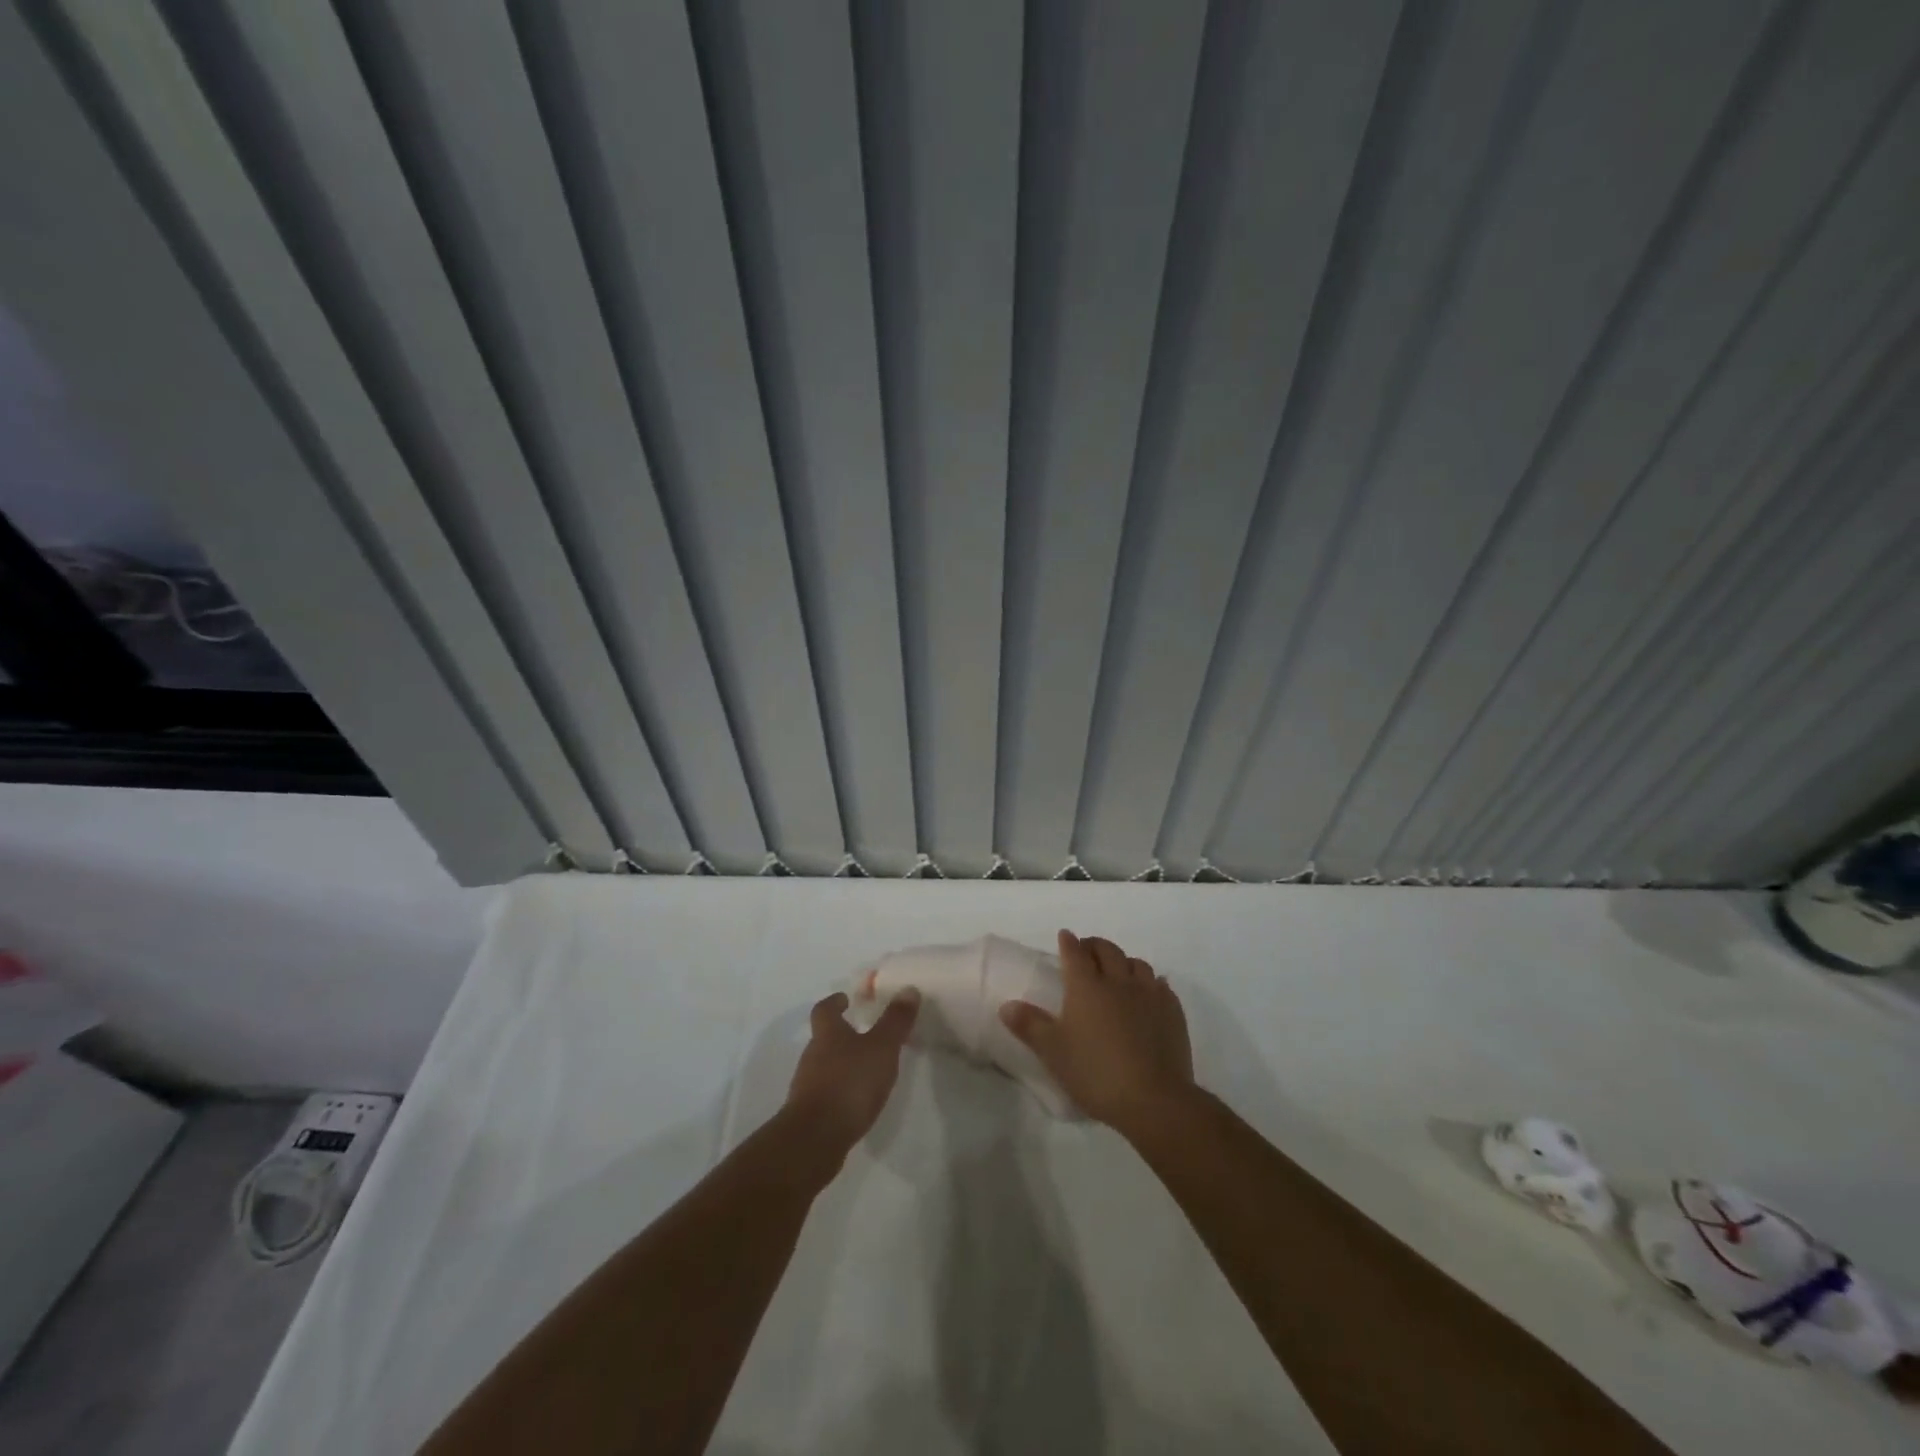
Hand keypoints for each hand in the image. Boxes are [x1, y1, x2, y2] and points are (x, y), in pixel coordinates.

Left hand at [785, 988, 919, 1156]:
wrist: (815, 1138)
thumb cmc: (850, 1083)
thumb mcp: (882, 1048)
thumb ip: (895, 1021)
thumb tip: (908, 989)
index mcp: (827, 1034)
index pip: (824, 1009)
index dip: (834, 1002)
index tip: (845, 999)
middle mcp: (812, 1055)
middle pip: (823, 1038)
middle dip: (842, 1034)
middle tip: (865, 1034)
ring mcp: (807, 1086)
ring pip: (824, 1066)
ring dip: (842, 1064)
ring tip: (866, 1069)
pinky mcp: (809, 1113)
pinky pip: (825, 1093)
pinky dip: (839, 1090)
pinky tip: (856, 1101)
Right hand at [1000, 930, 1194, 1135]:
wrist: (1153, 1098)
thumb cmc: (1095, 1073)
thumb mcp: (1053, 1052)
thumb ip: (1029, 1025)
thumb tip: (1006, 1005)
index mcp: (1086, 986)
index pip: (1075, 953)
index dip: (1068, 943)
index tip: (1065, 936)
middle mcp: (1118, 981)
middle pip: (1107, 950)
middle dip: (1095, 945)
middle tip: (1087, 951)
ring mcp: (1149, 994)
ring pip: (1137, 964)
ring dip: (1124, 961)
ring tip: (1118, 971)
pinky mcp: (1172, 1012)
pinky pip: (1161, 985)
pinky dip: (1151, 983)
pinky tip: (1150, 992)